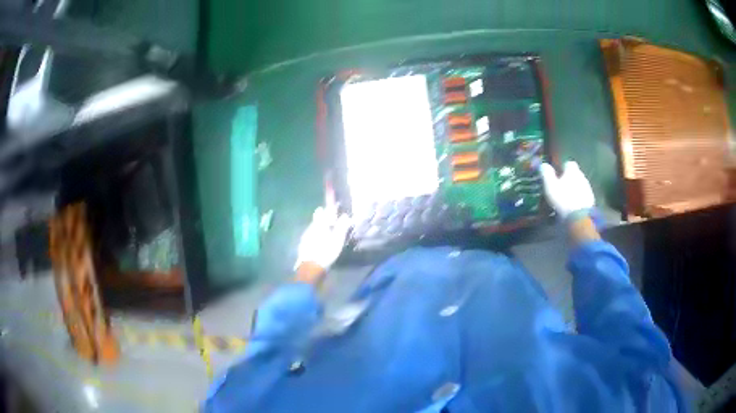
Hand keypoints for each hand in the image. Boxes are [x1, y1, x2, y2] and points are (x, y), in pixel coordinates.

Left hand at [295, 206, 351, 272]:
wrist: (311, 268)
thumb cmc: (326, 252)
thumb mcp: (337, 239)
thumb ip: (341, 227)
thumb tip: (346, 215)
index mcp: (319, 225)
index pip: (323, 211)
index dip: (330, 208)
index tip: (335, 206)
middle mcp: (310, 228)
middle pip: (317, 219)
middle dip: (324, 217)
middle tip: (332, 219)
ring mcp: (305, 237)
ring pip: (313, 227)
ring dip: (320, 227)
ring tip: (327, 230)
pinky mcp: (303, 245)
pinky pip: (311, 236)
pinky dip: (316, 235)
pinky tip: (320, 241)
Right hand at [539, 161, 594, 219]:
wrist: (579, 218)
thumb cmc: (563, 199)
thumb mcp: (550, 185)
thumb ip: (546, 173)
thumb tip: (543, 165)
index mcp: (573, 171)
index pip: (569, 164)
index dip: (563, 168)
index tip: (558, 174)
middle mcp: (582, 177)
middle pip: (576, 175)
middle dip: (569, 179)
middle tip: (561, 187)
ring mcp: (588, 189)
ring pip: (580, 186)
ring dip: (574, 190)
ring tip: (566, 199)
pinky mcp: (591, 201)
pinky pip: (583, 197)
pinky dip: (578, 199)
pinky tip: (573, 207)